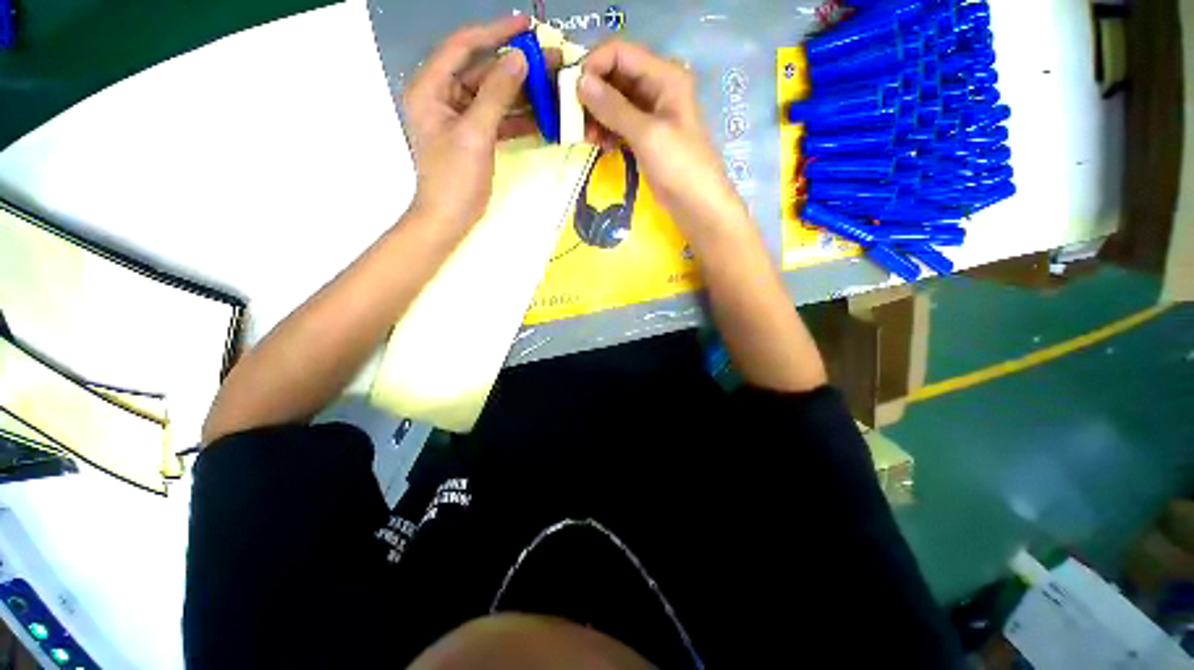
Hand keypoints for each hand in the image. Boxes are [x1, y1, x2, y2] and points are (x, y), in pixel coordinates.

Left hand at [402, 16, 533, 230]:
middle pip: (482, 71)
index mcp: (430, 88)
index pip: (462, 47)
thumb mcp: (475, 133)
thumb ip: (496, 94)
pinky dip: (519, 118)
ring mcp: (460, 118)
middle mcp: (443, 97)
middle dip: (517, 66)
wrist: (449, 218)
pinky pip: (498, 119)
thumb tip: (518, 59)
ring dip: (523, 93)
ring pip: (494, 96)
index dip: (494, 32)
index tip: (525, 25)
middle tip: (551, 60)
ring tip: (554, 85)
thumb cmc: (455, 178)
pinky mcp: (475, 137)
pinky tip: (543, 116)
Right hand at [578, 40, 747, 244]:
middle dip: (592, 95)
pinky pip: (619, 123)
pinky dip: (607, 130)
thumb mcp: (646, 134)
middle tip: (574, 119)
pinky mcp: (645, 135)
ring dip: (597, 116)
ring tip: (587, 138)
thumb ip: (613, 107)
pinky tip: (601, 145)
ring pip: (614, 102)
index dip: (593, 66)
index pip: (620, 53)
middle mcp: (657, 87)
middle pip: (615, 76)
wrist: (696, 204)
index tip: (572, 91)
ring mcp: (651, 113)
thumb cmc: (679, 166)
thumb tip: (580, 82)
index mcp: (664, 76)